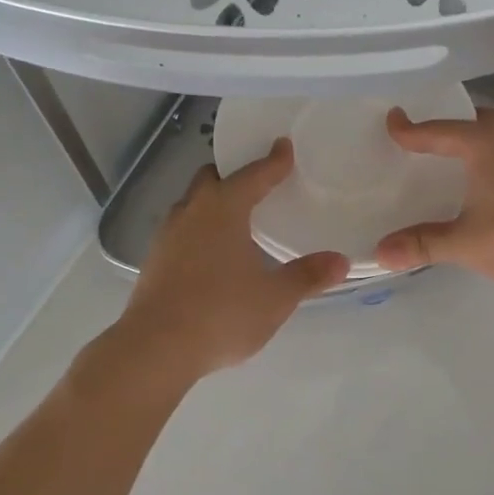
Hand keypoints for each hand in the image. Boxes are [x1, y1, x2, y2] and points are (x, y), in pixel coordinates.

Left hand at [116, 139, 347, 382]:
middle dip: (233, 176)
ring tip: (234, 218)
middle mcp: (192, 212)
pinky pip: (180, 229)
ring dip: (212, 202)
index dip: (273, 162)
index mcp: (224, 209)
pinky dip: (198, 228)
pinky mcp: (154, 259)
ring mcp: (167, 235)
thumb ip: (307, 276)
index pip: (253, 175)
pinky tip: (210, 253)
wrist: (155, 348)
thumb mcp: (274, 298)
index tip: (284, 146)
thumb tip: (340, 261)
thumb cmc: (221, 314)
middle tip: (256, 183)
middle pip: (211, 179)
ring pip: (191, 203)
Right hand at [374, 107, 493, 292]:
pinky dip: (491, 158)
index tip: (391, 121)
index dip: (410, 129)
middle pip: (473, 121)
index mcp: (484, 145)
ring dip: (473, 142)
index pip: (438, 130)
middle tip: (424, 140)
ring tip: (451, 160)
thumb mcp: (466, 244)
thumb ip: (423, 244)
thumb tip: (380, 253)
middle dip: (448, 126)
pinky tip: (486, 183)